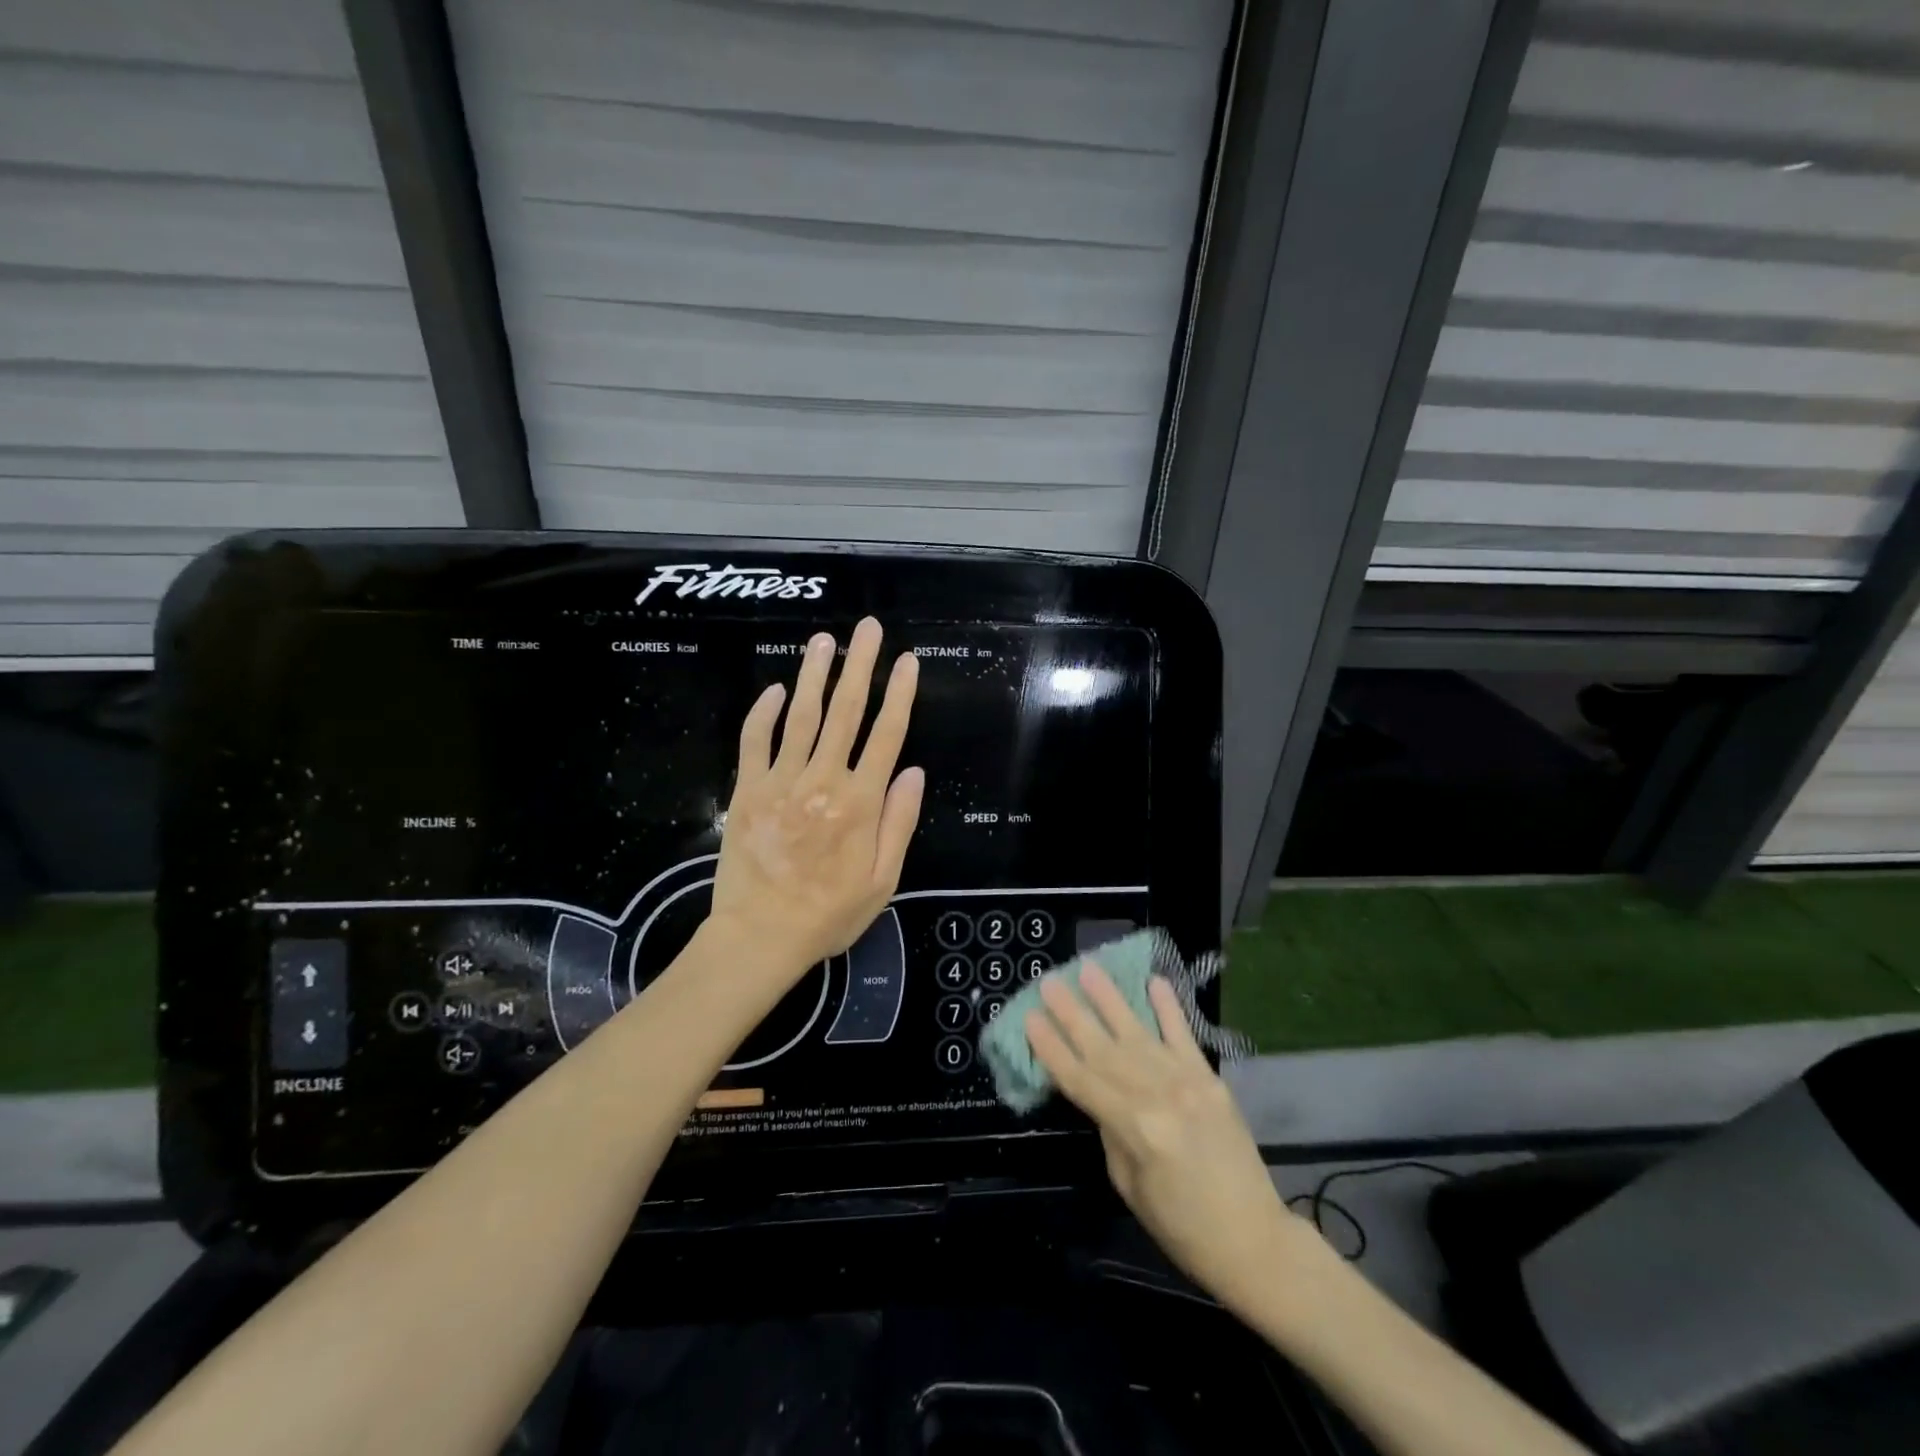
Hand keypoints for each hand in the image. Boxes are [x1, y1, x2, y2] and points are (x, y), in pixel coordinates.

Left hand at [708, 617, 924, 985]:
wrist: (760, 937)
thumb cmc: (829, 914)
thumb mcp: (883, 880)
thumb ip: (899, 822)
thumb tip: (913, 771)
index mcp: (861, 803)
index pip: (886, 735)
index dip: (899, 695)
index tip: (907, 661)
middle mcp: (823, 781)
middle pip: (846, 712)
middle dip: (861, 666)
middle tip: (868, 629)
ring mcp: (781, 781)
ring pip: (802, 716)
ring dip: (815, 674)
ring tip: (825, 640)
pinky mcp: (747, 790)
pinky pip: (755, 741)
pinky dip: (764, 713)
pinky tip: (776, 690)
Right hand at [1027, 966, 1304, 1313]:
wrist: (1254, 1240)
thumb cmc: (1182, 1227)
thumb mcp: (1129, 1185)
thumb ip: (1111, 1131)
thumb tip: (1101, 1094)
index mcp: (1134, 1128)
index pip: (1081, 1080)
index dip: (1052, 1049)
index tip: (1030, 1018)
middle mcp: (1158, 1095)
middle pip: (1104, 1048)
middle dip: (1072, 1014)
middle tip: (1048, 982)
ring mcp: (1187, 1081)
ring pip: (1138, 1032)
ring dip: (1110, 999)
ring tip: (1088, 969)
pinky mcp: (1210, 1078)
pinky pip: (1185, 1036)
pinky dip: (1169, 1008)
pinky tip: (1155, 981)